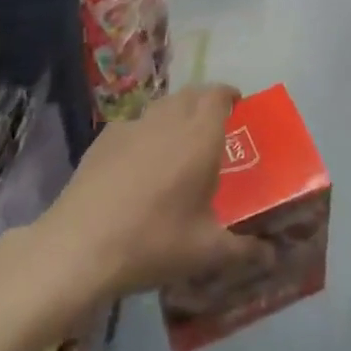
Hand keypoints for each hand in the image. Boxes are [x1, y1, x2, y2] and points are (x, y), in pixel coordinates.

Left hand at [39, 86, 270, 299]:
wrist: (79, 247)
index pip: (219, 95)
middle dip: (205, 103)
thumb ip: (243, 250)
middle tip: (213, 129)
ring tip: (179, 145)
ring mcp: (132, 126)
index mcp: (200, 136)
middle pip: (191, 94)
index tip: (237, 107)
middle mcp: (168, 120)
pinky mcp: (104, 139)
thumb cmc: (154, 242)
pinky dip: (145, 133)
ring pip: (162, 106)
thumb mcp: (205, 252)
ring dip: (175, 115)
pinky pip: (134, 125)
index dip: (229, 96)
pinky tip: (139, 164)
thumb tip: (271, 256)